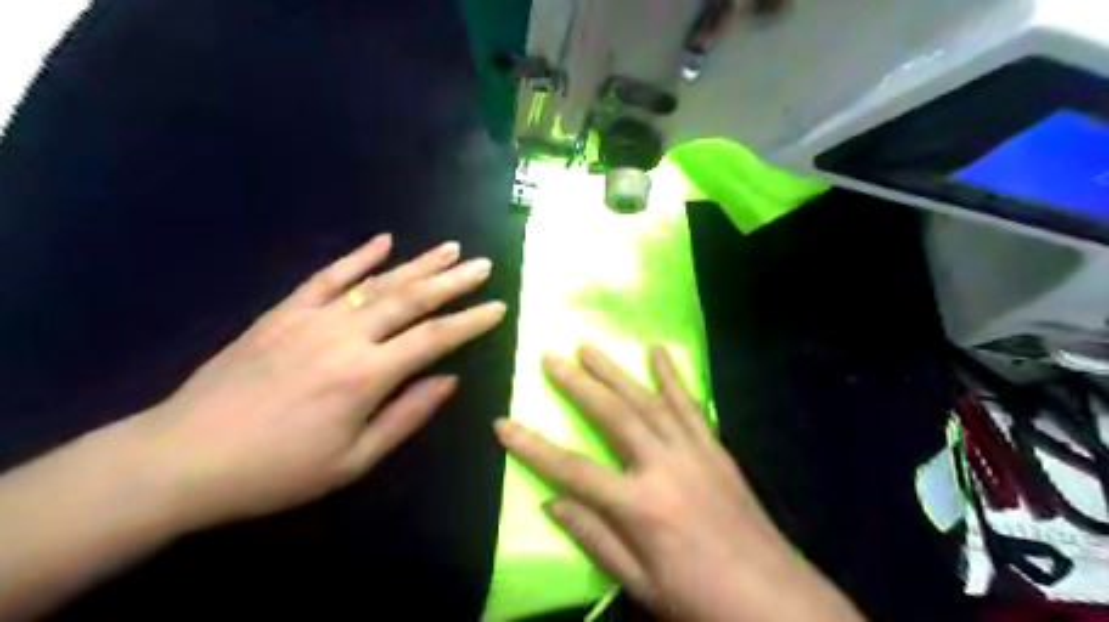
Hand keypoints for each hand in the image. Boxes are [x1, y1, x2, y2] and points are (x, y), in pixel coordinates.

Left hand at [132, 235, 506, 531]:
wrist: (182, 458)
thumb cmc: (278, 470)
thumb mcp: (353, 460)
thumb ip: (407, 415)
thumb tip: (449, 380)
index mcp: (366, 375)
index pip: (434, 338)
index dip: (470, 321)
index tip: (498, 306)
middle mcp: (345, 336)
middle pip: (411, 298)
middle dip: (453, 280)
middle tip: (483, 264)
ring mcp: (311, 318)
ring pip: (377, 282)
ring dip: (418, 263)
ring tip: (449, 248)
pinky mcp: (282, 313)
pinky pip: (326, 277)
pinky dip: (357, 257)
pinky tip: (383, 241)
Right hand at [495, 345, 865, 621]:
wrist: (777, 601)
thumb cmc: (700, 598)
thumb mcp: (640, 584)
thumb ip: (594, 538)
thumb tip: (551, 501)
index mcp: (639, 507)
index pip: (572, 469)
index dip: (533, 447)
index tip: (502, 424)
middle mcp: (664, 467)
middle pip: (612, 416)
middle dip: (577, 384)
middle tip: (552, 357)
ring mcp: (693, 452)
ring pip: (647, 401)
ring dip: (616, 371)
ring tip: (589, 347)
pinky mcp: (716, 449)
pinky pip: (690, 405)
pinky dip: (673, 376)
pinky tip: (659, 352)